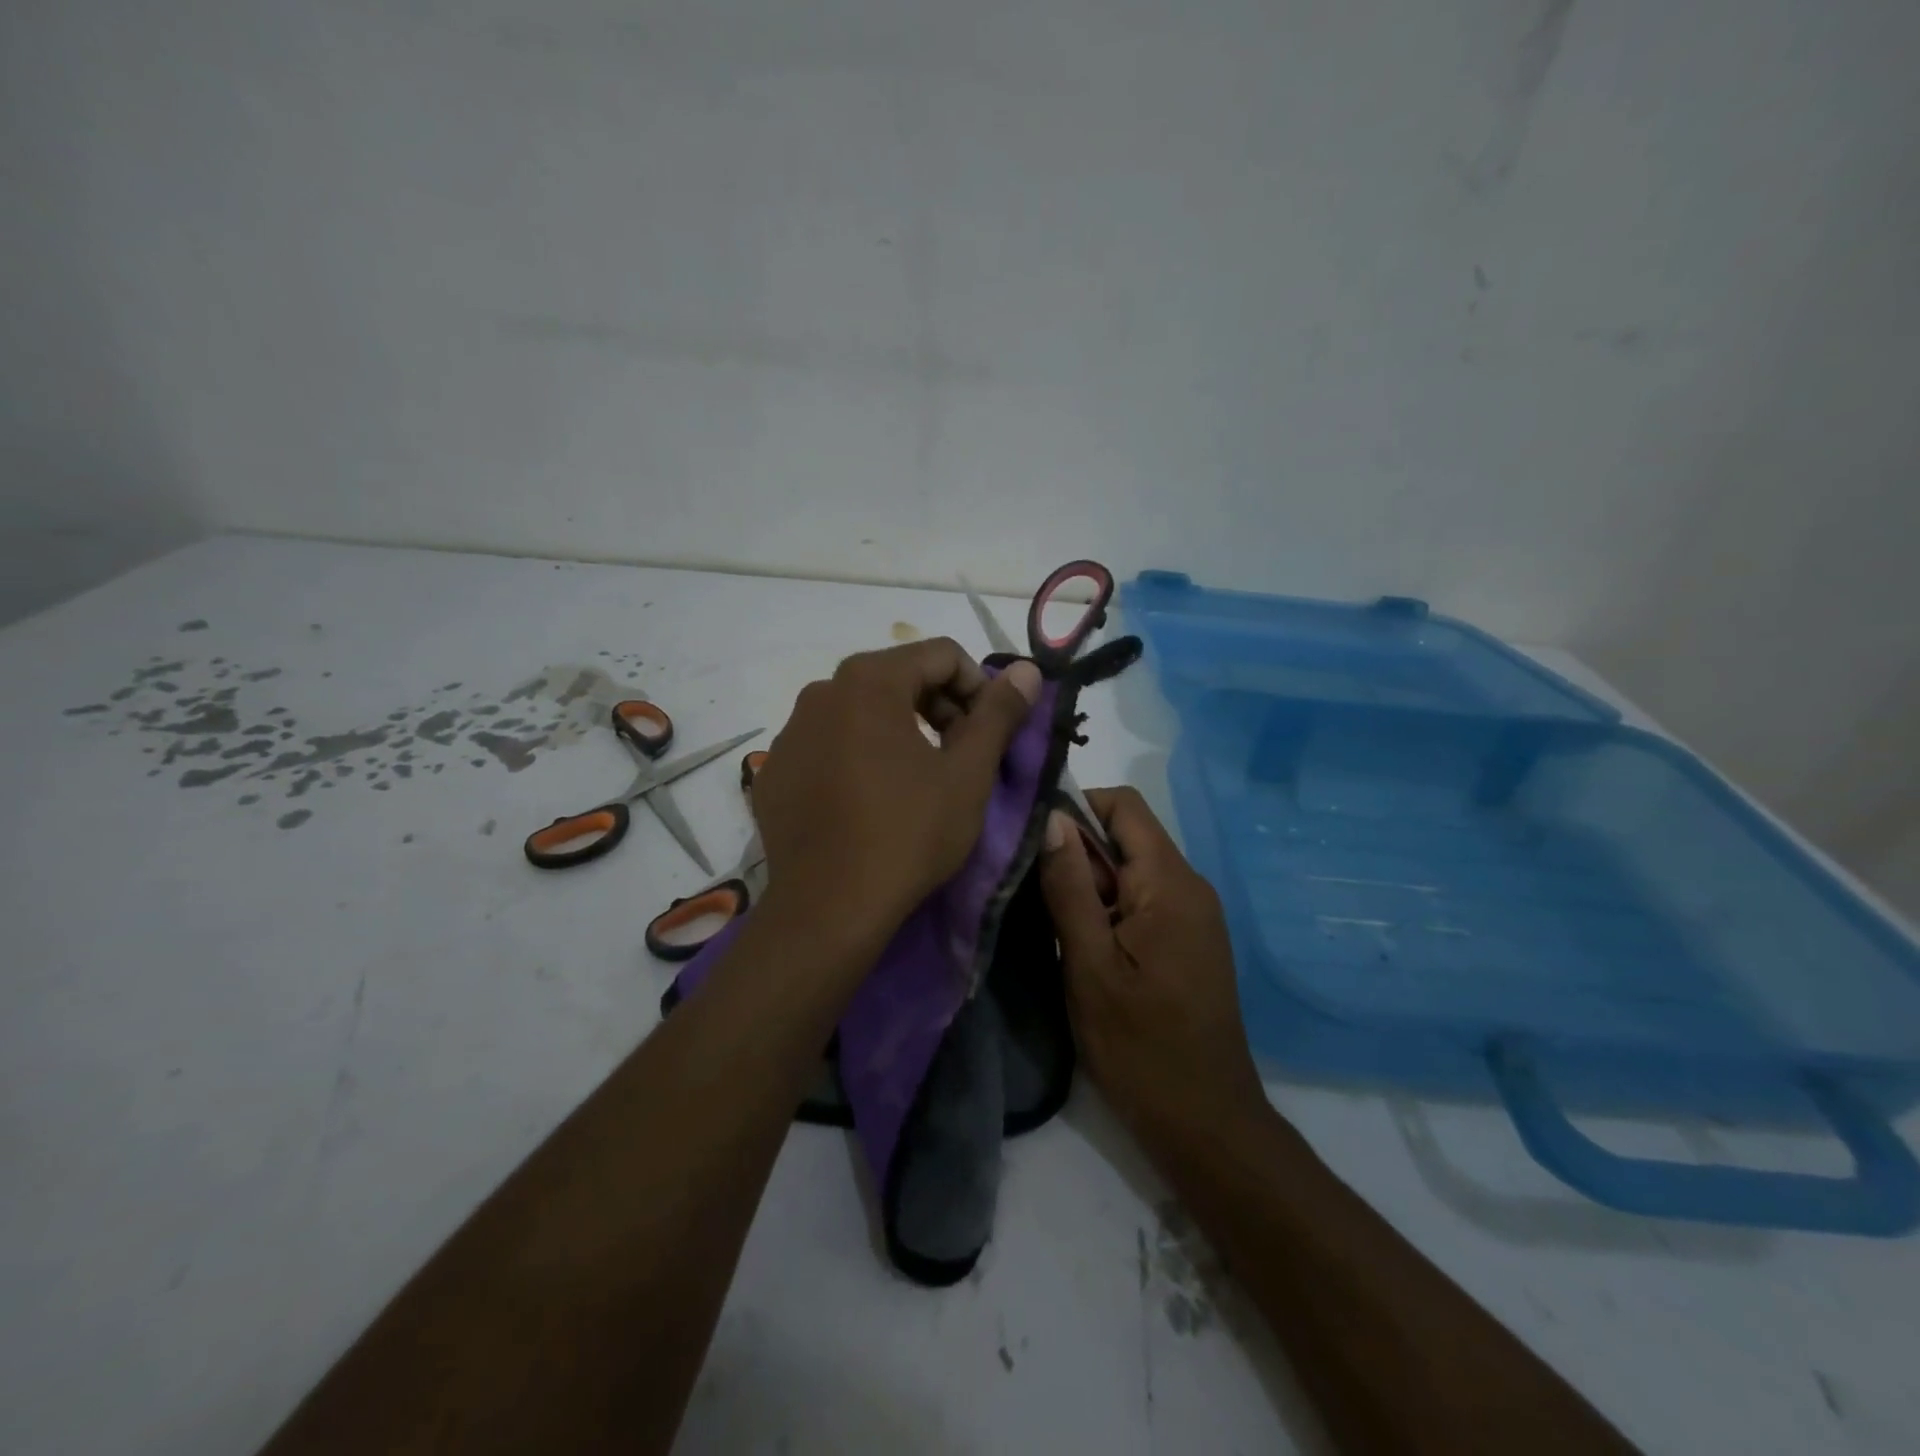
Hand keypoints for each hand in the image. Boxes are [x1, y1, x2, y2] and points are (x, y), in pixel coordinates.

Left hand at [752, 638, 1041, 953]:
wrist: (827, 910)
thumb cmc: (908, 834)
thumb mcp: (967, 773)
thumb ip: (999, 714)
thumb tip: (1027, 669)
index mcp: (868, 681)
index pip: (941, 655)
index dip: (979, 687)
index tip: (991, 731)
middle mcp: (821, 692)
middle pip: (898, 677)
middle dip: (940, 708)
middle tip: (961, 755)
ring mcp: (790, 733)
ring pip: (861, 712)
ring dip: (900, 731)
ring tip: (919, 780)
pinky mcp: (774, 772)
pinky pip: (828, 746)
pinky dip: (858, 757)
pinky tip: (870, 802)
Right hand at [1039, 787, 1267, 1147]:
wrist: (1205, 1123)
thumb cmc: (1141, 1046)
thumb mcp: (1090, 965)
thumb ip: (1070, 888)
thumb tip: (1051, 818)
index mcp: (1170, 883)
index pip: (1123, 806)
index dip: (1075, 808)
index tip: (1034, 842)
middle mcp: (1190, 886)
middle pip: (1125, 838)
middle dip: (1077, 856)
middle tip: (1035, 897)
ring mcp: (1193, 915)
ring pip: (1130, 871)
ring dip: (1089, 887)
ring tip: (1055, 929)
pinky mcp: (1188, 941)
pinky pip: (1142, 901)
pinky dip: (1108, 910)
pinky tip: (1083, 948)